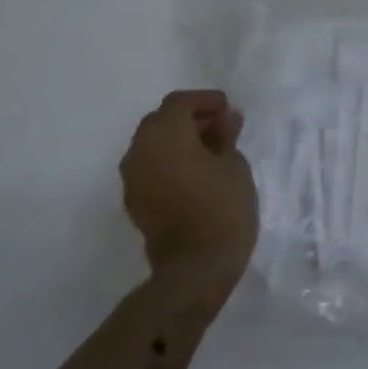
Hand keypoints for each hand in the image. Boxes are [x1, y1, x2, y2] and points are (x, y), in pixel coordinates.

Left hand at [120, 90, 258, 288]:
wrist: (196, 267)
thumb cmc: (222, 206)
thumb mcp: (234, 164)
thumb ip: (225, 137)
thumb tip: (224, 121)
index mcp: (164, 134)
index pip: (180, 103)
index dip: (205, 101)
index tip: (228, 109)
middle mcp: (140, 150)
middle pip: (161, 121)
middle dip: (190, 119)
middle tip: (221, 127)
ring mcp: (133, 178)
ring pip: (153, 145)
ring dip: (178, 141)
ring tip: (211, 150)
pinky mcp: (135, 202)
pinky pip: (151, 168)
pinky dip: (170, 162)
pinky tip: (196, 172)